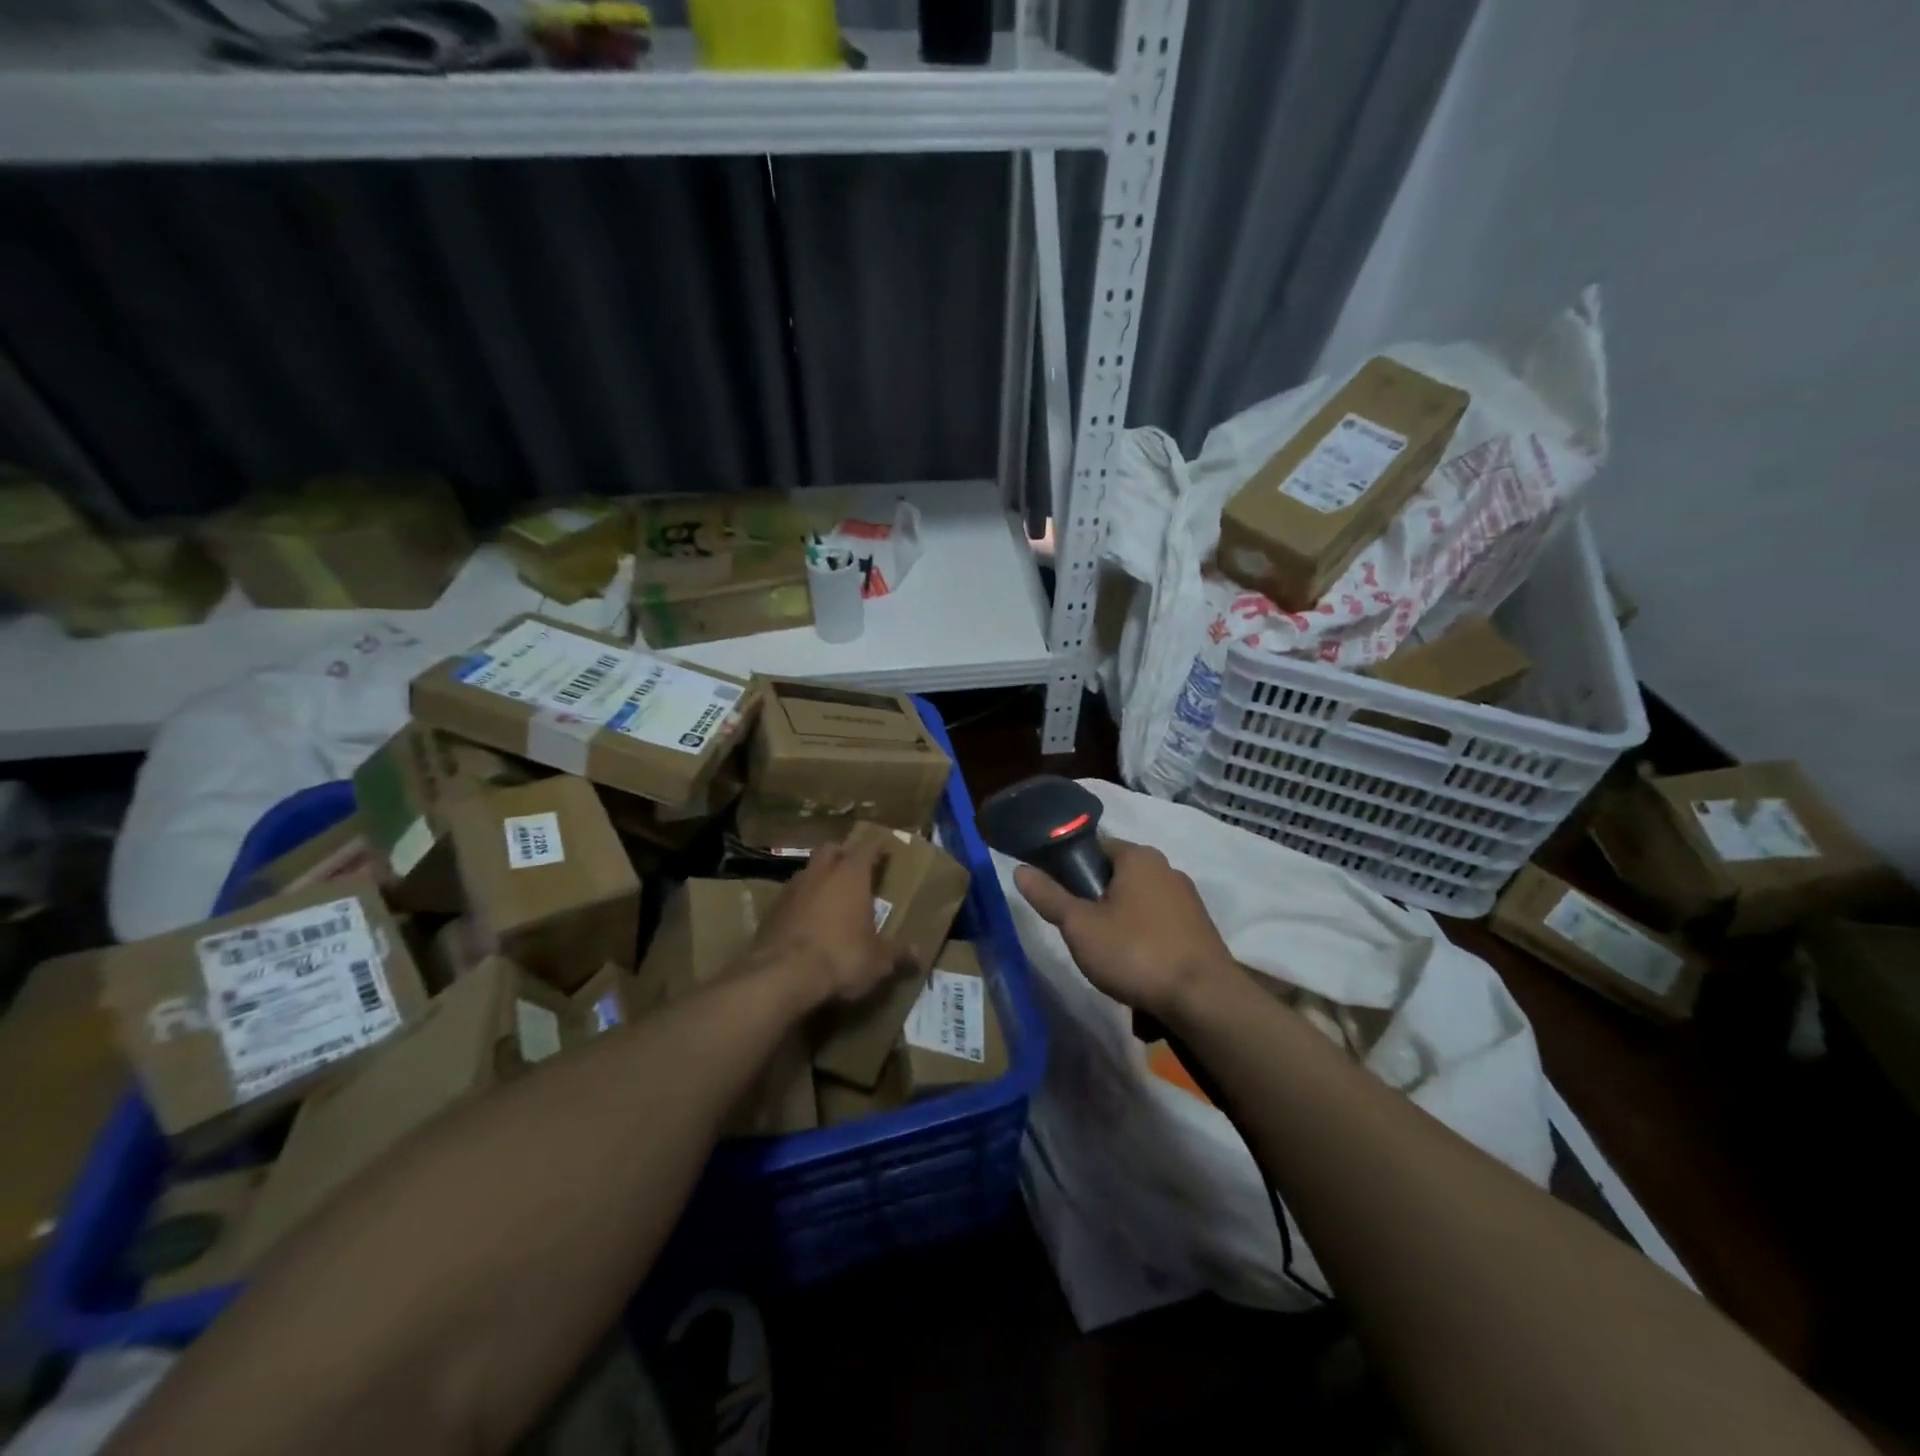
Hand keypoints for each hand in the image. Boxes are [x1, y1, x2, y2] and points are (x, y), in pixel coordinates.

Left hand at [750, 839, 900, 1006]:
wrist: (781, 976)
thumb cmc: (840, 957)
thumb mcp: (877, 961)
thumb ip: (897, 953)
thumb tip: (917, 954)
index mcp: (851, 874)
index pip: (868, 845)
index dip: (879, 846)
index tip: (887, 851)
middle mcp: (821, 872)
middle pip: (833, 849)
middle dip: (845, 856)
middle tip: (857, 873)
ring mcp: (792, 888)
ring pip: (809, 871)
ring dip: (821, 879)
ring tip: (832, 899)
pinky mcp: (771, 909)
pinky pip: (791, 896)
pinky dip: (802, 902)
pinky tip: (808, 923)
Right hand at [1014, 838, 1234, 1022]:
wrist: (1204, 1000)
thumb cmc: (1135, 952)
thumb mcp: (1079, 926)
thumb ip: (1049, 896)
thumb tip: (1019, 869)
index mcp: (1138, 856)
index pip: (1094, 847)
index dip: (1070, 867)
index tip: (1057, 895)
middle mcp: (1167, 868)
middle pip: (1117, 875)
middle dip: (1096, 899)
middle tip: (1078, 930)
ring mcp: (1188, 899)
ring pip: (1138, 902)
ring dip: (1120, 921)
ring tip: (1106, 955)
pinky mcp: (1200, 929)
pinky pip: (1160, 924)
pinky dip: (1144, 938)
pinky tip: (1137, 966)